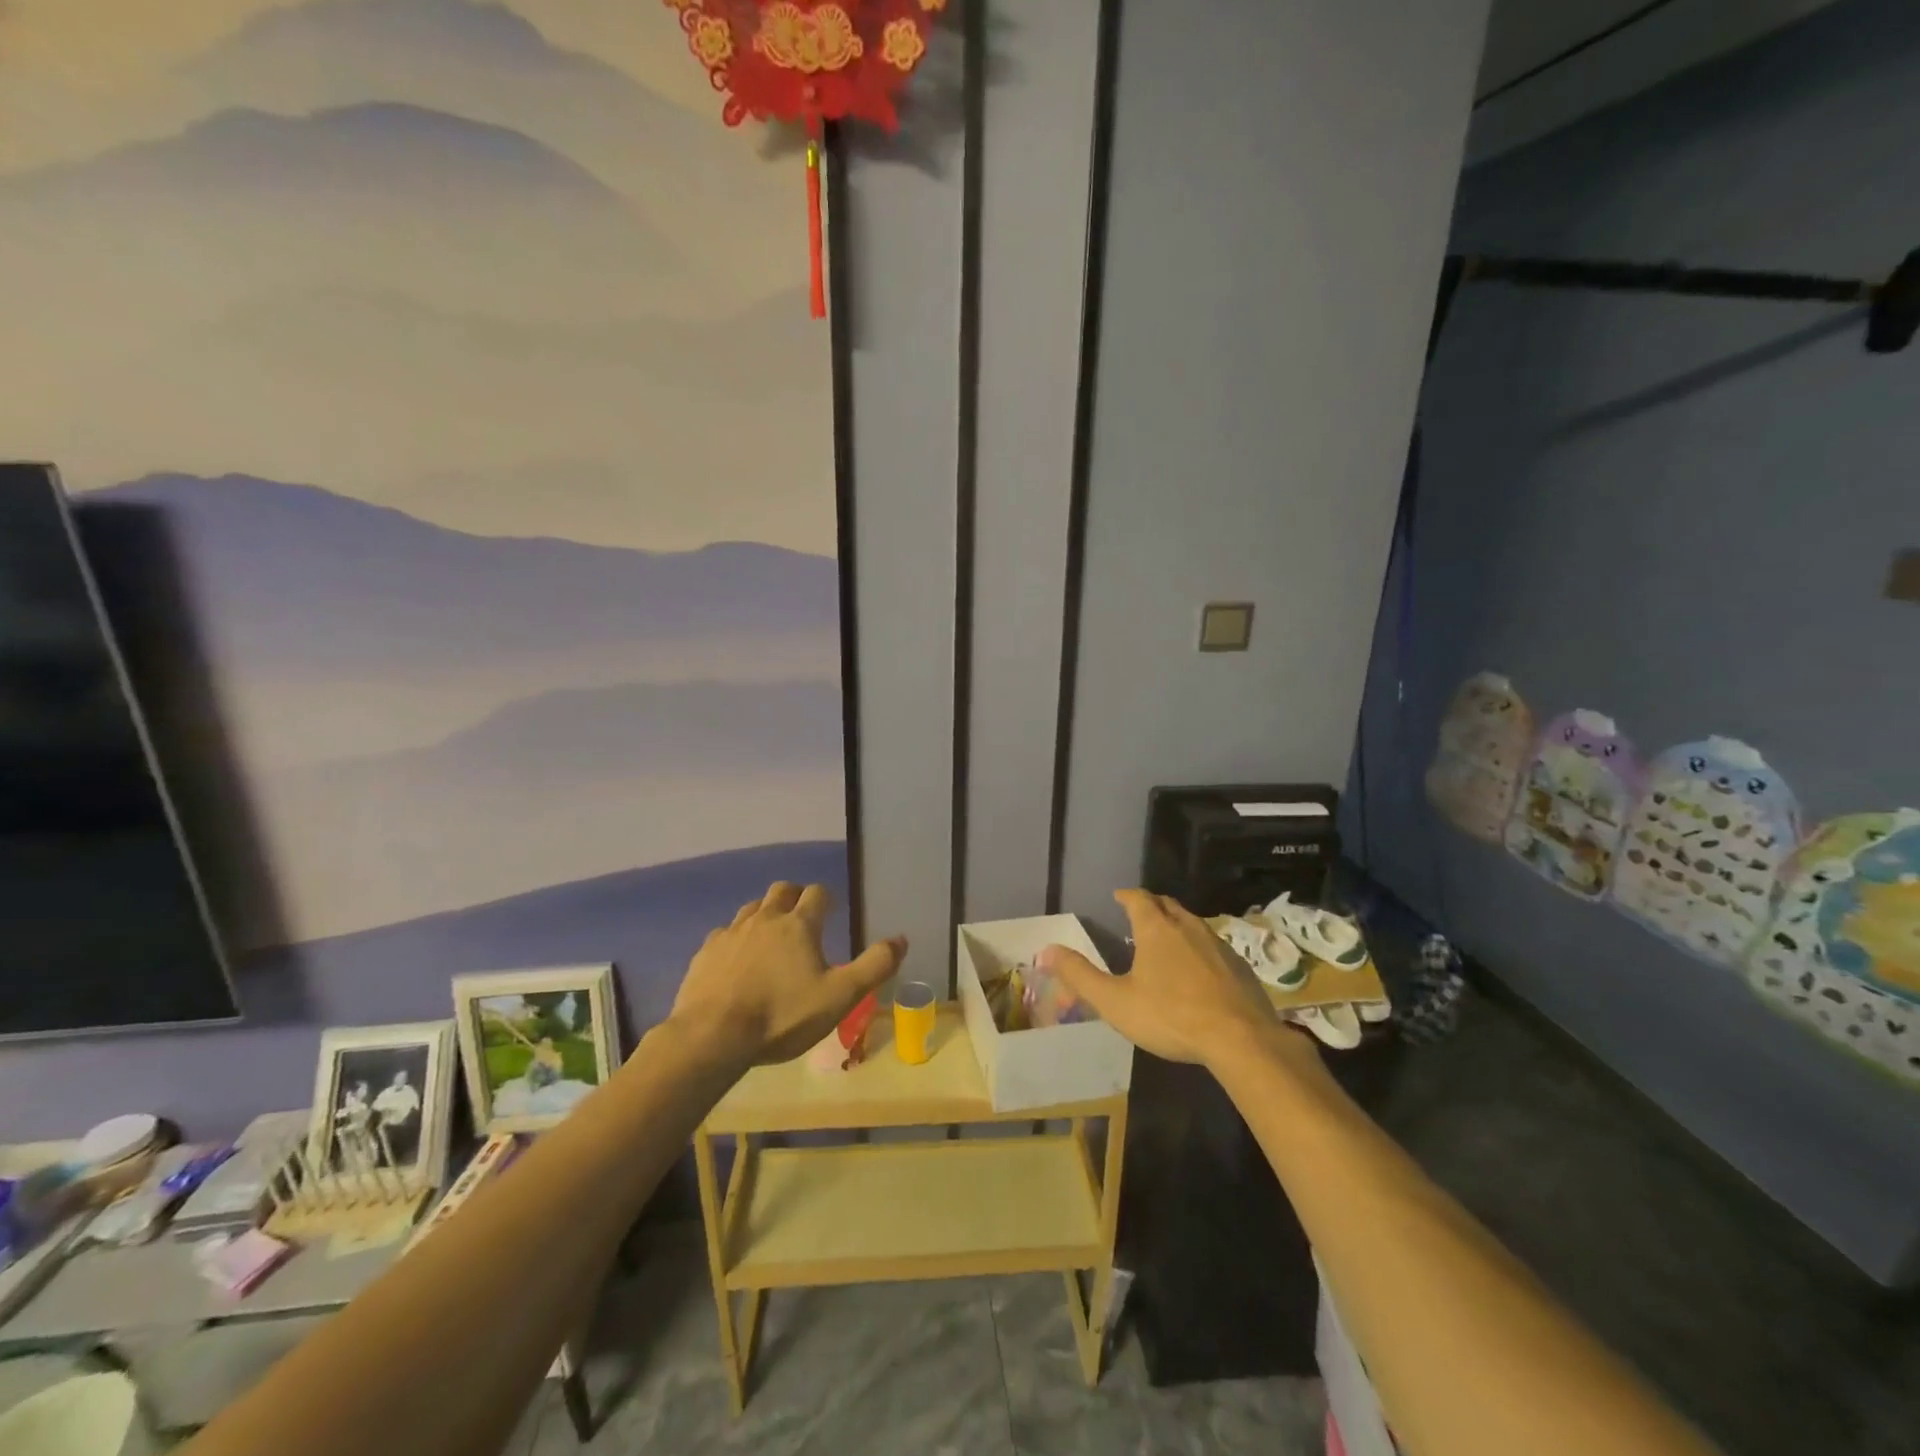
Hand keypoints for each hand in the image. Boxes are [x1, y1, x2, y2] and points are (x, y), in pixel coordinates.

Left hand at [670, 881, 906, 1065]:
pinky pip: (724, 934)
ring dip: (764, 914)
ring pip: (751, 908)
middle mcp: (765, 919)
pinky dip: (735, 939)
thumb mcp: (839, 997)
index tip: (831, 911)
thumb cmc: (782, 1016)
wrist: (712, 1037)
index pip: (818, 893)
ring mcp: (731, 933)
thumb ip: (874, 966)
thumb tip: (901, 939)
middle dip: (794, 896)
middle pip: (781, 890)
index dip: (827, 899)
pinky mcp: (705, 953)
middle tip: (802, 916)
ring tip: (771, 936)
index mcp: (799, 925)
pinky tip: (736, 960)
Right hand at [1038, 889, 1289, 1068]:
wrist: (1241, 1039)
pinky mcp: (1239, 966)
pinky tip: (1197, 971)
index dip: (1126, 896)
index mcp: (1157, 928)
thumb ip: (1079, 975)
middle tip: (1139, 914)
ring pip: (1192, 924)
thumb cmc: (1170, 1016)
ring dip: (1176, 926)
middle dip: (1152, 906)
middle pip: (1168, 905)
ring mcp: (1218, 945)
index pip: (1139, 899)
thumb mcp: (1115, 1000)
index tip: (1118, 897)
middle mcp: (1188, 927)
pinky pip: (1213, 946)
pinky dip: (1198, 949)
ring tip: (1166, 941)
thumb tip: (1045, 950)